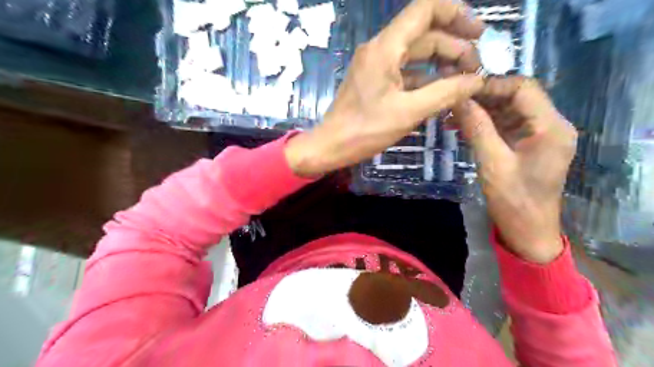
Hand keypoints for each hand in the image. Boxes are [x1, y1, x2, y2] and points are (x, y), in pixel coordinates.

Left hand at [286, 0, 484, 176]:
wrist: (332, 145)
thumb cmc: (365, 130)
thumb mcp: (409, 112)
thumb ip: (446, 93)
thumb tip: (477, 81)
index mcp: (385, 48)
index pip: (424, 10)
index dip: (455, 13)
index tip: (479, 32)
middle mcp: (380, 48)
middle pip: (424, 34)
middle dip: (453, 46)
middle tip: (476, 68)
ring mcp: (376, 64)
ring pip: (415, 53)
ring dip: (440, 63)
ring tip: (464, 79)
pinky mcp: (374, 80)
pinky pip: (405, 70)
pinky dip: (424, 77)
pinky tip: (441, 89)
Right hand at [456, 78, 575, 263]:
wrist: (528, 231)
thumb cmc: (514, 200)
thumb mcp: (492, 162)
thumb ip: (477, 128)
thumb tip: (459, 100)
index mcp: (551, 127)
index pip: (523, 88)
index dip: (492, 85)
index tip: (462, 91)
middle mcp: (551, 125)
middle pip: (517, 97)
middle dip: (484, 97)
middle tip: (453, 102)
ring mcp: (540, 135)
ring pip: (509, 110)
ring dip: (481, 110)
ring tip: (452, 115)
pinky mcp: (528, 145)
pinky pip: (506, 125)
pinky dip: (485, 124)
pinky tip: (462, 127)